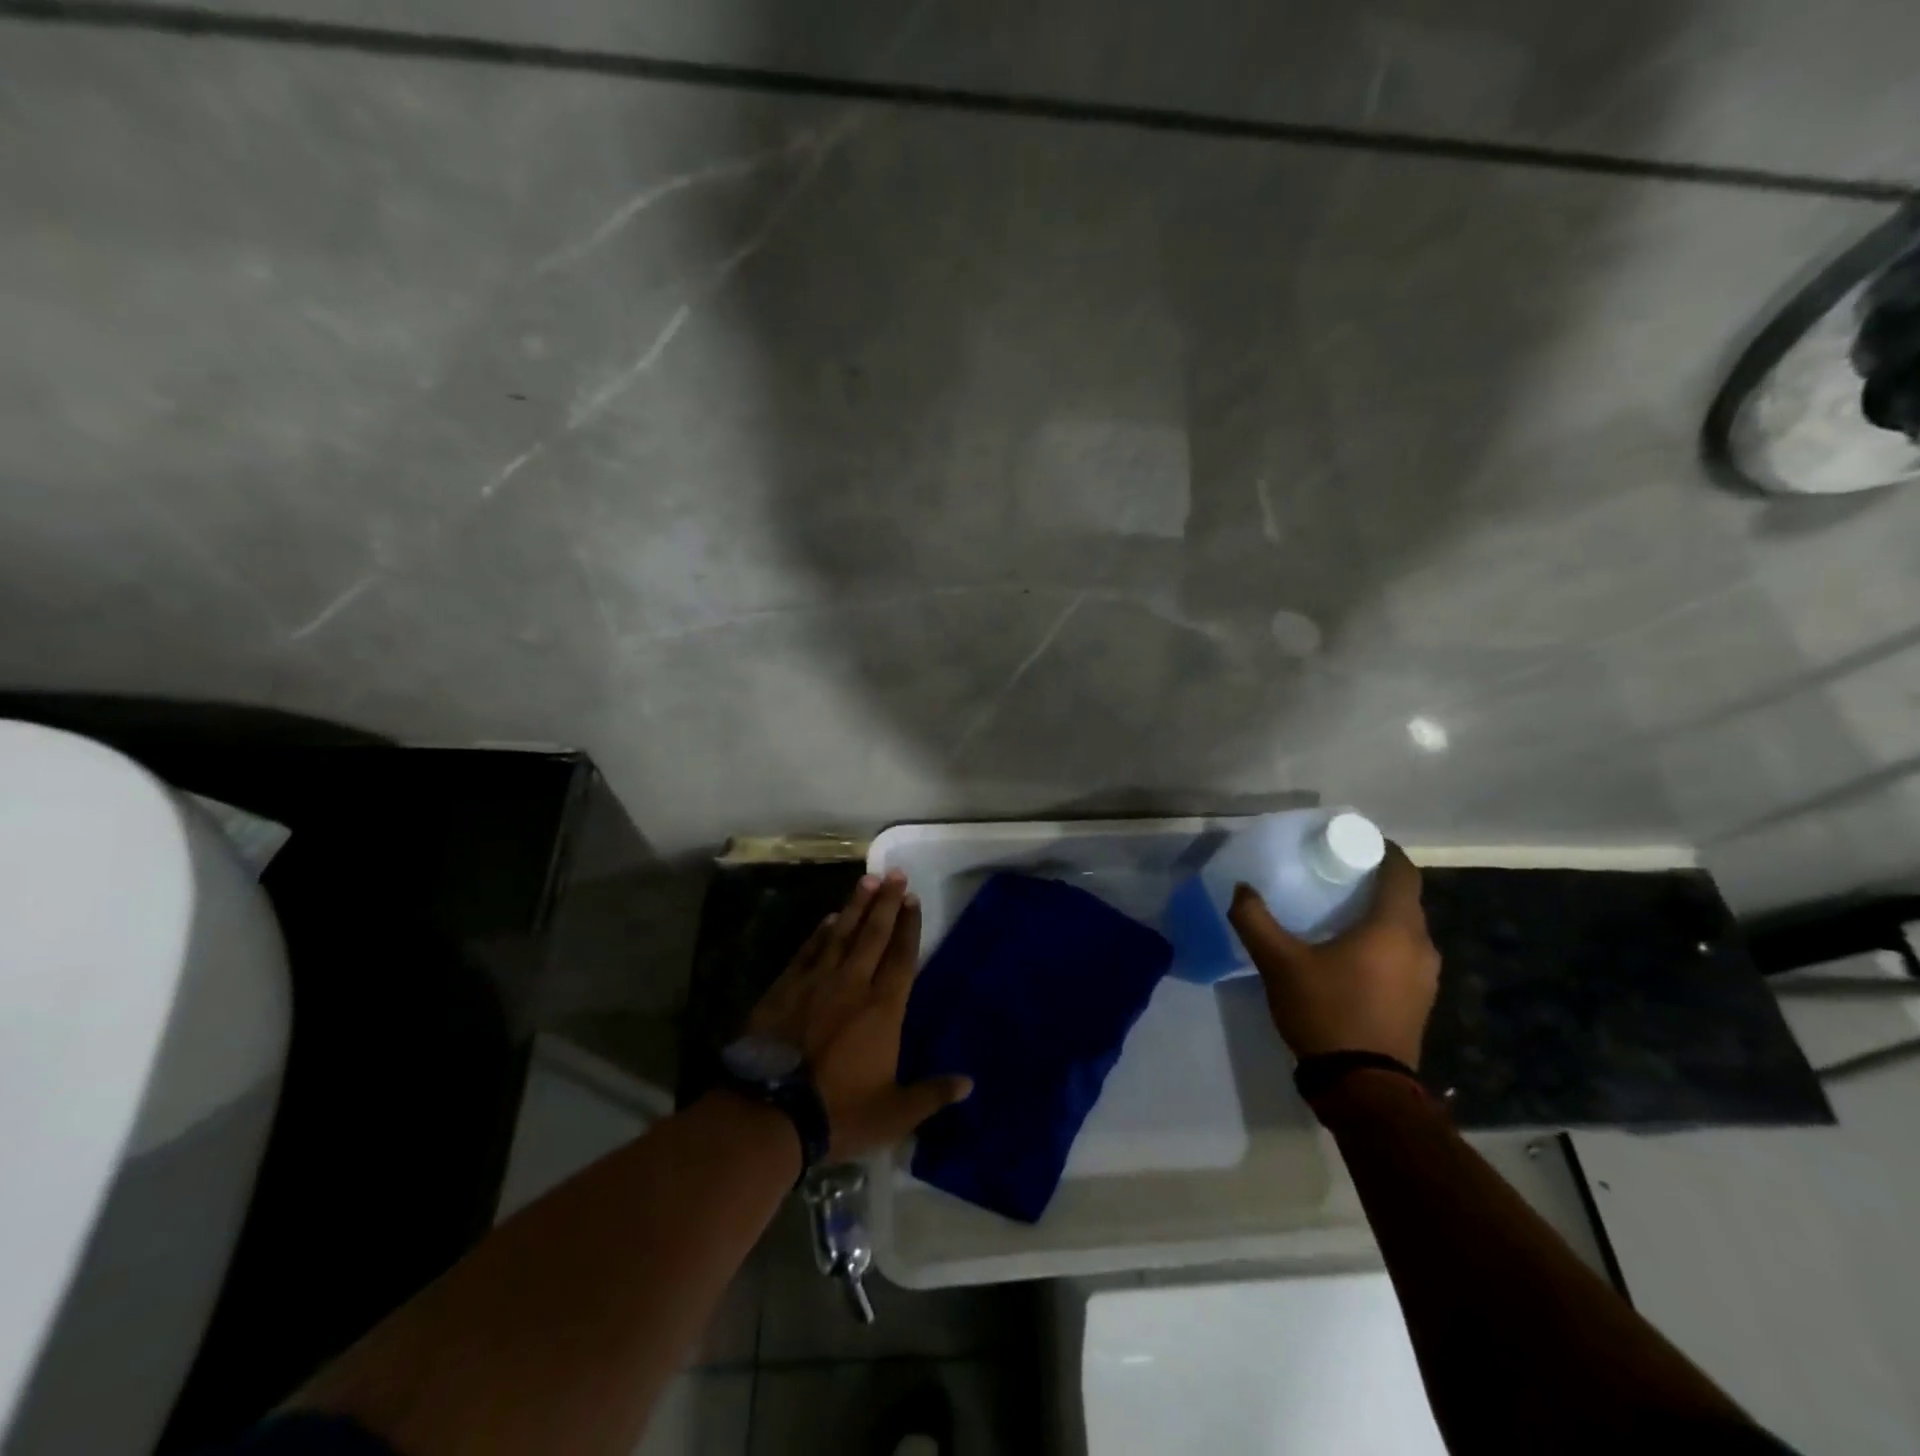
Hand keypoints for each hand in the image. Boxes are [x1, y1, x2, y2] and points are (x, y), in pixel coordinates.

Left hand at [746, 870, 971, 1159]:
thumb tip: (969, 1084)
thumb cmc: (838, 1113)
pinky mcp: (785, 989)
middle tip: (894, 874)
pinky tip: (828, 919)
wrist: (768, 1113)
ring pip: (841, 934)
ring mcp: (816, 983)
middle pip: (873, 934)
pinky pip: (808, 951)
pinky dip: (820, 932)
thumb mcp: (894, 1114)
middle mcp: (852, 984)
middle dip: (886, 902)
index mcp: (883, 1009)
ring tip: (867, 881)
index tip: (913, 899)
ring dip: (855, 906)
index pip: (901, 957)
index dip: (909, 927)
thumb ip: (931, 1094)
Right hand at [1226, 843, 1439, 1067]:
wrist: (1363, 1086)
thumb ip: (1255, 920)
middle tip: (1334, 874)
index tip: (1353, 842)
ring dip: (1378, 914)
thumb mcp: (1279, 963)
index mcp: (1394, 927)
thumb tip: (1241, 889)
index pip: (1402, 871)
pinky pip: (1404, 953)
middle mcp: (1420, 946)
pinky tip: (1350, 952)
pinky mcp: (1420, 1000)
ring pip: (1405, 928)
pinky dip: (1382, 941)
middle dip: (1373, 882)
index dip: (1382, 850)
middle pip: (1404, 898)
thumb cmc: (1326, 1011)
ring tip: (1338, 911)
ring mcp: (1426, 976)